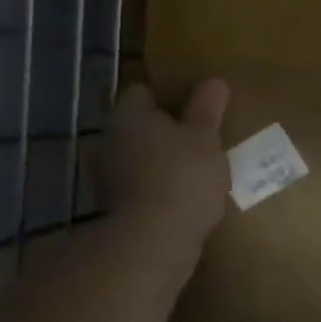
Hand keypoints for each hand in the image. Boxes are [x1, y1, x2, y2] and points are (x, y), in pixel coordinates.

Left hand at [100, 80, 230, 250]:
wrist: (154, 240)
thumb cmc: (183, 176)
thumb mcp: (205, 138)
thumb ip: (207, 109)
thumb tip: (213, 81)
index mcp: (128, 115)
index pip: (143, 92)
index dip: (169, 95)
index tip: (194, 104)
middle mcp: (108, 140)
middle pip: (138, 126)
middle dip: (164, 130)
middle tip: (198, 136)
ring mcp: (106, 177)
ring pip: (137, 157)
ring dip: (159, 161)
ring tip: (194, 168)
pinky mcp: (114, 208)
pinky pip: (139, 186)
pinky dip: (157, 187)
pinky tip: (183, 196)